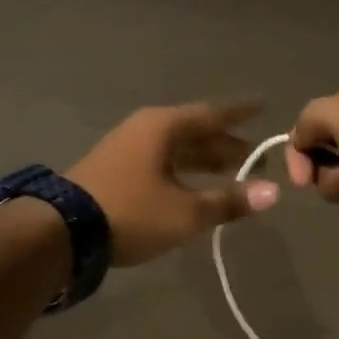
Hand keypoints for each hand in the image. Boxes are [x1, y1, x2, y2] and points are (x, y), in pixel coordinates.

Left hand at [69, 101, 278, 265]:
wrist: (65, 231)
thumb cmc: (132, 212)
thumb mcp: (187, 212)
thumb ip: (229, 201)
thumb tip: (273, 192)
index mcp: (165, 127)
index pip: (213, 114)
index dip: (241, 114)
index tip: (264, 108)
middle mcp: (146, 129)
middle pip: (195, 131)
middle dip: (225, 144)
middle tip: (254, 156)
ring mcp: (127, 148)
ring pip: (177, 148)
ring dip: (204, 159)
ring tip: (232, 172)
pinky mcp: (116, 170)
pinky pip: (161, 161)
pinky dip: (184, 171)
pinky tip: (194, 186)